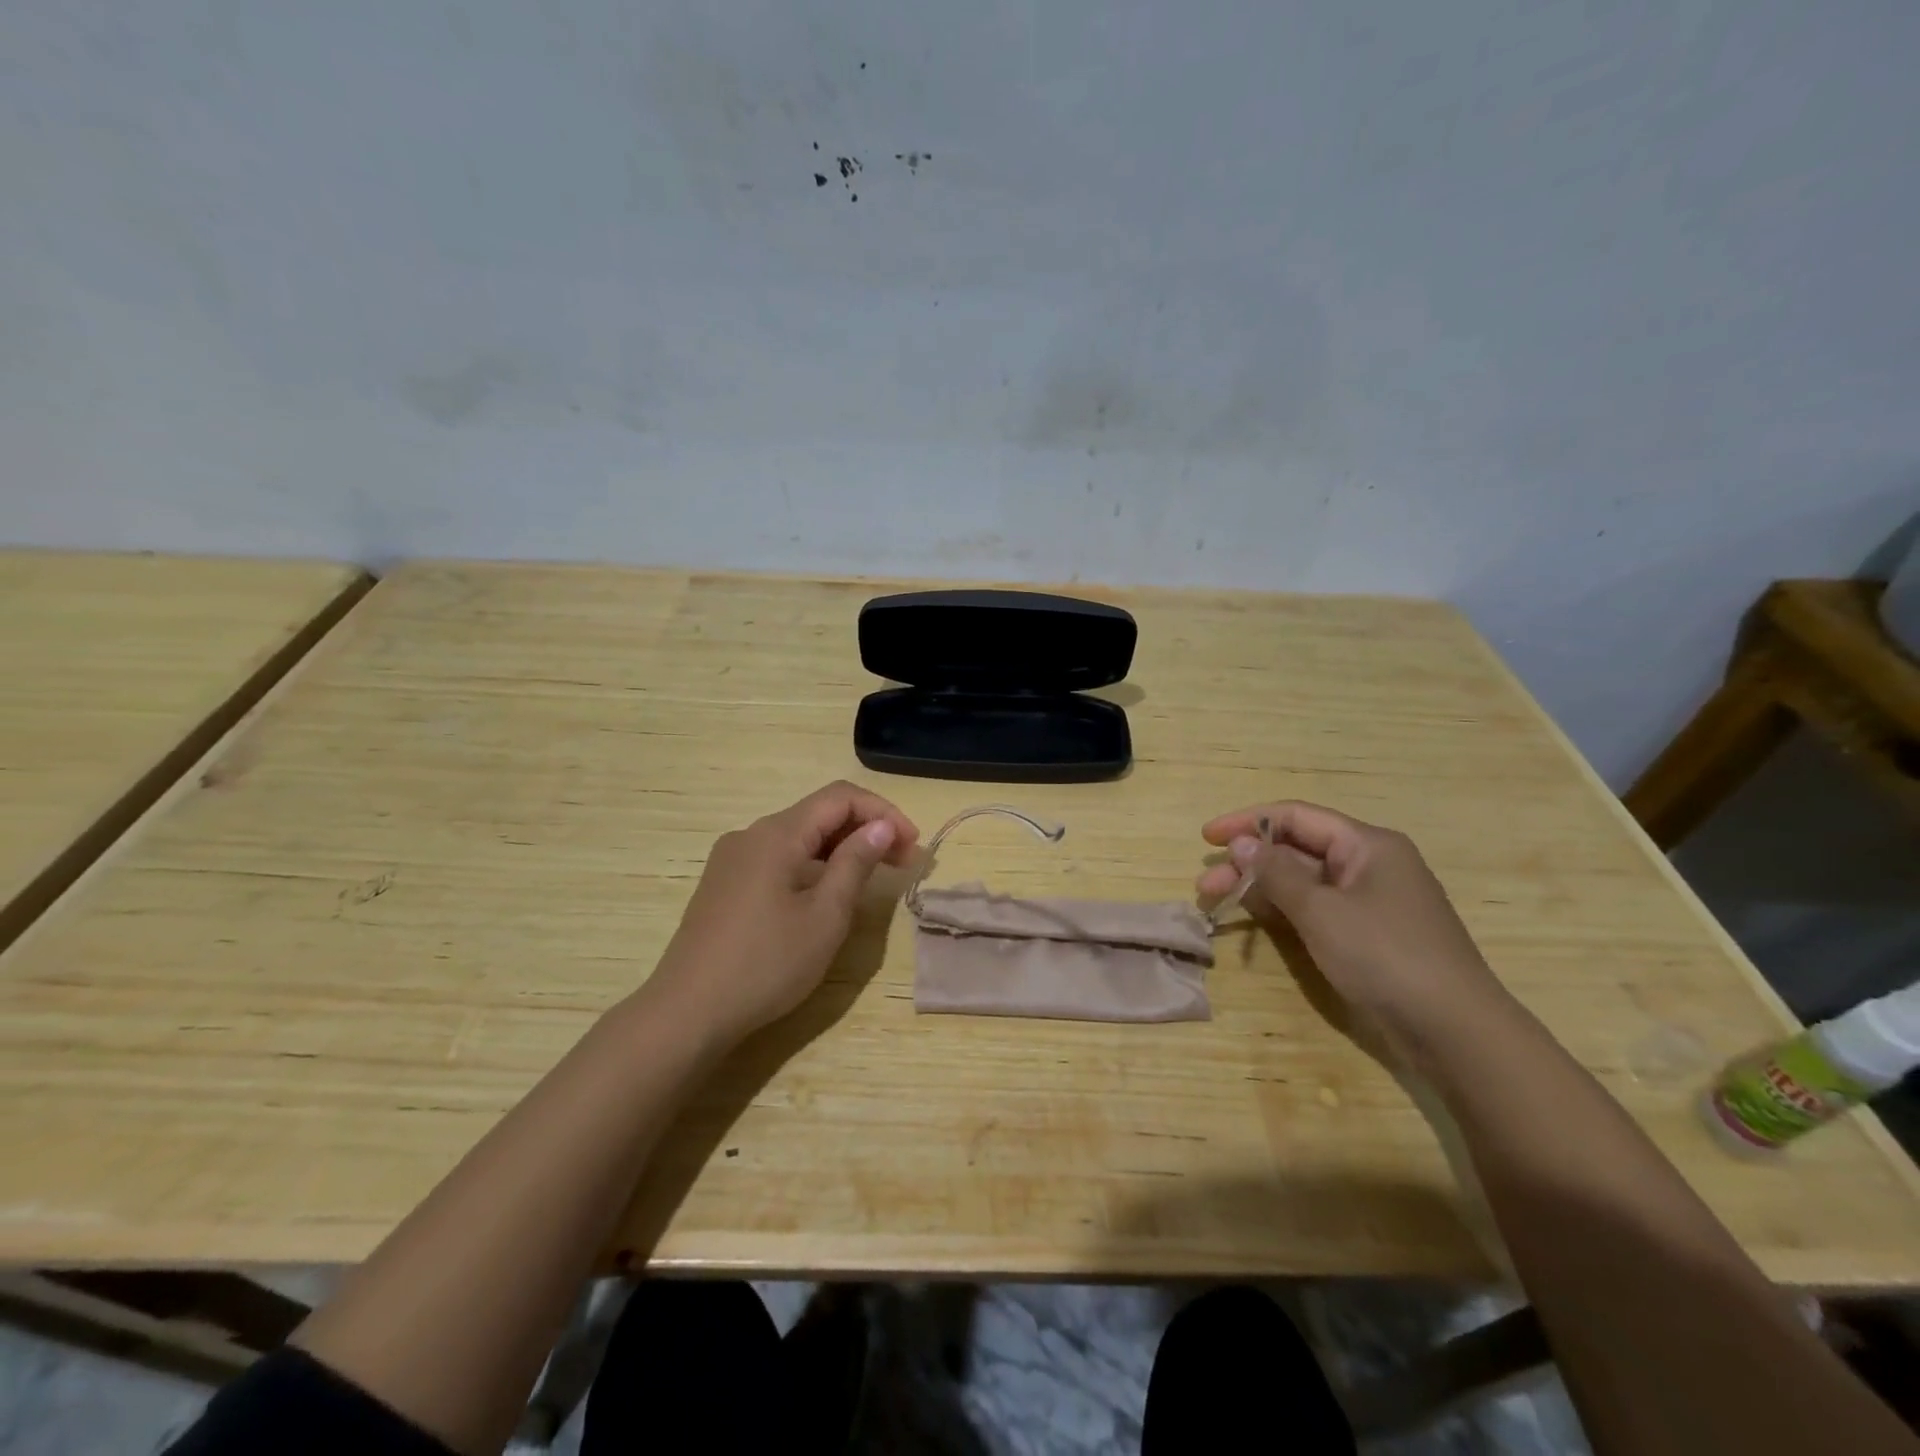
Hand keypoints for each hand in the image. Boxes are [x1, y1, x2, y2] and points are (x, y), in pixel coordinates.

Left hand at [646, 781, 918, 1050]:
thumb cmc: (766, 964)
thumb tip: (880, 827)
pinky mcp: (724, 884)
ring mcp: (733, 859)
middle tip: (903, 864)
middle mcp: (752, 834)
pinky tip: (826, 893)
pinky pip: (778, 858)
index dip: (883, 813)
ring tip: (872, 879)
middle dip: (866, 830)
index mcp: (777, 834)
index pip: (841, 797)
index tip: (912, 846)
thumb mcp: (825, 916)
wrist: (687, 1013)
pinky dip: (812, 865)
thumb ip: (855, 863)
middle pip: (819, 814)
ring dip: (840, 849)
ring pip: (799, 837)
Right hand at [1196, 801, 1508, 1043]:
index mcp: (1366, 844)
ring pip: (1303, 881)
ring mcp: (1370, 901)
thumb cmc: (1385, 956)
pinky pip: (1316, 909)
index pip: (1295, 816)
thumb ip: (1276, 873)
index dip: (1247, 821)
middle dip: (1248, 862)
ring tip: (1217, 903)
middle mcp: (1368, 864)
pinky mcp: (1368, 934)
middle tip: (1205, 885)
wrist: (1456, 1031)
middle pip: (1296, 849)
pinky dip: (1283, 910)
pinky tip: (1255, 920)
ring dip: (1260, 888)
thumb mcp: (1321, 910)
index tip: (1207, 837)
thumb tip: (1242, 843)